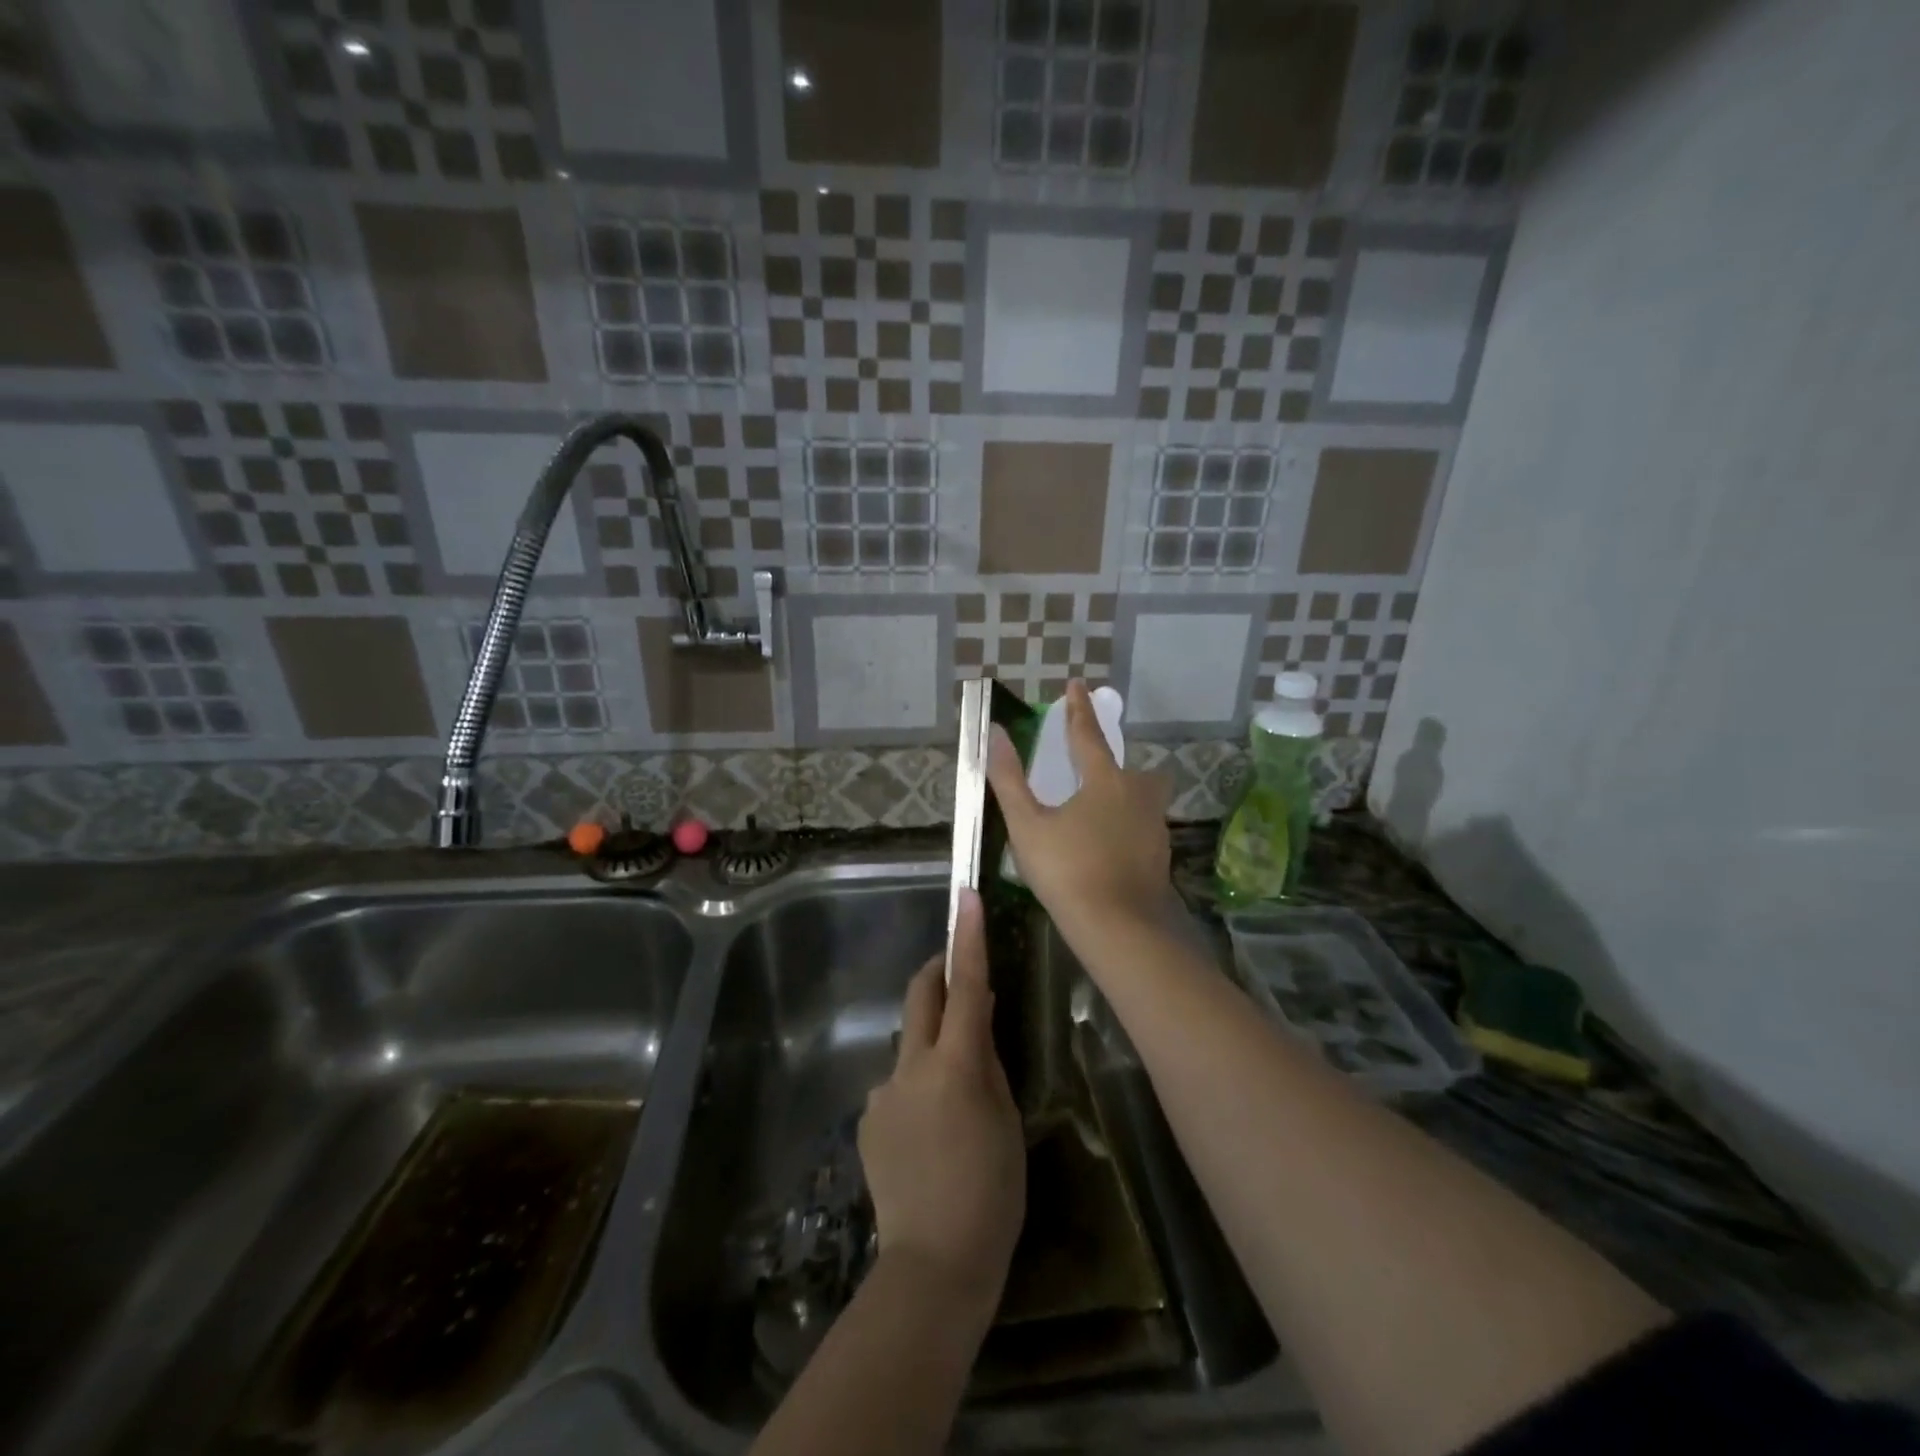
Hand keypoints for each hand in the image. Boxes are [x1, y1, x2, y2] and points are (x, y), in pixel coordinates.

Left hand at [859, 889, 1023, 1311]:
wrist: (933, 1264)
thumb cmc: (991, 1193)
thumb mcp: (1007, 1122)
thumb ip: (988, 1065)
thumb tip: (975, 1027)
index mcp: (955, 1064)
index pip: (965, 985)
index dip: (967, 937)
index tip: (966, 896)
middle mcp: (910, 1066)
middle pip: (920, 995)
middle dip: (938, 972)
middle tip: (959, 975)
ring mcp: (882, 1092)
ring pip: (910, 1046)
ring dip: (931, 1049)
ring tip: (955, 1100)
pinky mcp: (867, 1119)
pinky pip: (896, 1087)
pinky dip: (916, 1089)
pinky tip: (929, 1136)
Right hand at [987, 680, 1172, 941]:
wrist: (1118, 927)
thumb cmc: (1067, 870)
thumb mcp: (1027, 825)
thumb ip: (1009, 779)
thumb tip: (993, 732)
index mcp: (1104, 780)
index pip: (1087, 734)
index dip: (1078, 708)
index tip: (1076, 683)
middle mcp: (1137, 794)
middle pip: (1126, 766)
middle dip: (1109, 761)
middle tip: (1088, 769)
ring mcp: (1154, 825)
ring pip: (1142, 796)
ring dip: (1123, 792)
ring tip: (1096, 810)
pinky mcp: (1160, 853)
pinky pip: (1143, 824)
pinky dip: (1127, 824)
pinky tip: (1110, 844)